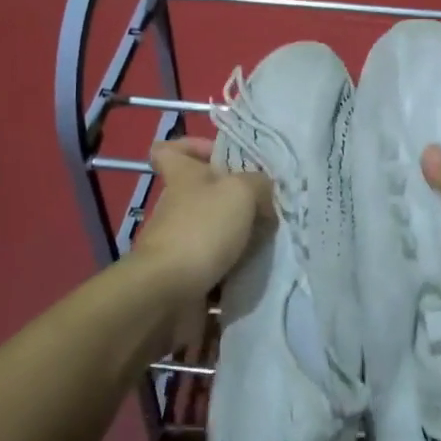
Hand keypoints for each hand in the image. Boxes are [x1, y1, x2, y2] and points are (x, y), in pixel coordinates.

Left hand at [129, 137, 271, 349]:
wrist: (168, 294)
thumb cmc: (201, 230)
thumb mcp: (241, 192)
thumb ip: (259, 185)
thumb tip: (264, 198)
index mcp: (182, 177)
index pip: (169, 150)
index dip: (191, 146)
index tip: (219, 155)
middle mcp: (177, 208)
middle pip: (202, 195)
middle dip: (234, 202)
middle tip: (267, 208)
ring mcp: (179, 245)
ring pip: (213, 234)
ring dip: (239, 241)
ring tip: (271, 243)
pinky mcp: (185, 278)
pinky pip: (216, 270)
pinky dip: (235, 274)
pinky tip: (260, 273)